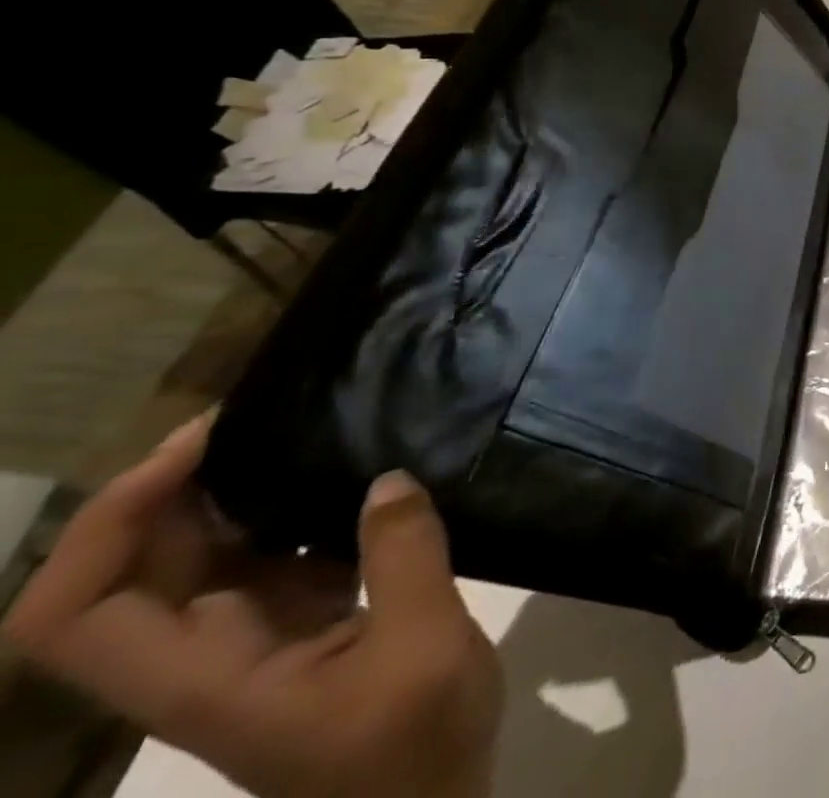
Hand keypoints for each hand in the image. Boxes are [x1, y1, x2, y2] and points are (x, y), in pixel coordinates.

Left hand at [2, 414, 501, 797]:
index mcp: (203, 676)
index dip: (109, 523)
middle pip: (138, 569)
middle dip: (178, 483)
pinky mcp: (307, 627)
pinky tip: (358, 469)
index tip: (201, 443)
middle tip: (262, 407)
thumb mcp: (422, 650)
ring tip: (309, 422)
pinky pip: (276, 555)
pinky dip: (297, 507)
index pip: (78, 613)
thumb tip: (386, 478)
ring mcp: (258, 641)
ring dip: (238, 489)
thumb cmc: (412, 749)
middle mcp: (207, 655)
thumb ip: (403, 559)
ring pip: (208, 557)